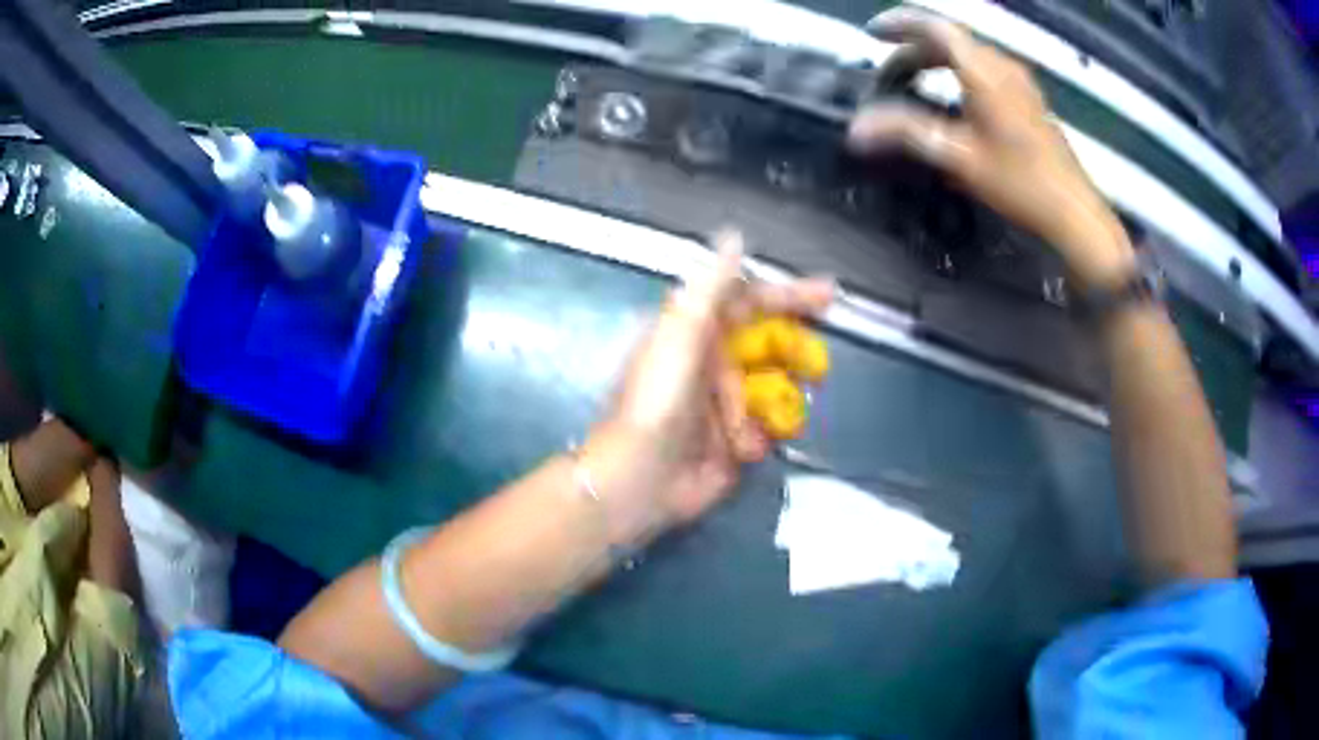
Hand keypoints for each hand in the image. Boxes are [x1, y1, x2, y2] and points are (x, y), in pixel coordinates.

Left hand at [593, 230, 832, 539]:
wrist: (638, 480)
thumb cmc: (656, 404)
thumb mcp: (680, 335)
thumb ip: (710, 288)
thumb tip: (732, 236)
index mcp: (698, 334)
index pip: (752, 303)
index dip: (790, 296)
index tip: (828, 296)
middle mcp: (714, 364)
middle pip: (773, 346)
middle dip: (796, 354)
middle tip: (815, 366)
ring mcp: (726, 406)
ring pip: (777, 389)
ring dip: (780, 401)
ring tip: (772, 414)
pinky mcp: (734, 444)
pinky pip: (766, 431)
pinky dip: (762, 437)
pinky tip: (743, 449)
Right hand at [847, 10, 1135, 289]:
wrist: (1074, 212)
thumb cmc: (1020, 182)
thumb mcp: (958, 157)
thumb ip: (906, 133)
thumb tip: (856, 130)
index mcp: (983, 70)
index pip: (934, 26)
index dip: (898, 24)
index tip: (872, 33)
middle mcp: (1002, 65)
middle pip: (950, 39)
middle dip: (913, 49)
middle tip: (889, 74)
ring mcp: (1020, 81)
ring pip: (969, 54)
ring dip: (936, 61)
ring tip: (915, 83)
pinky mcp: (1029, 100)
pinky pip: (985, 70)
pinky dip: (958, 73)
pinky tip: (953, 101)